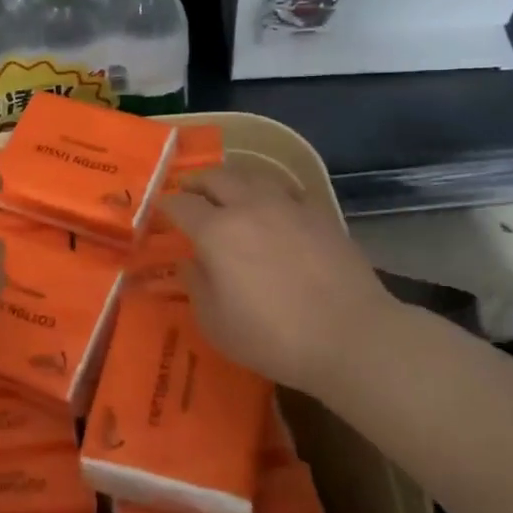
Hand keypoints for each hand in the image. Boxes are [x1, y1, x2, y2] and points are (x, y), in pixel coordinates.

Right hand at [161, 166, 404, 393]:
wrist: (351, 337)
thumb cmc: (272, 336)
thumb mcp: (215, 322)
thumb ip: (196, 285)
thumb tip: (190, 261)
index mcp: (217, 231)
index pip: (181, 205)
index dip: (166, 206)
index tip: (161, 213)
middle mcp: (249, 207)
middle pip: (216, 177)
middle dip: (197, 182)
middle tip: (189, 192)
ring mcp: (288, 206)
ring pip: (253, 175)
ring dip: (233, 180)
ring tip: (228, 192)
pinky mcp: (320, 214)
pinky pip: (287, 190)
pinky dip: (270, 192)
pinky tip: (272, 207)